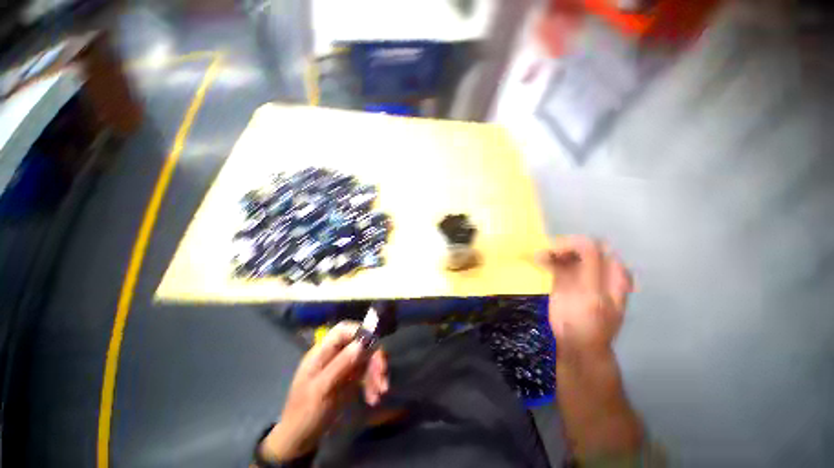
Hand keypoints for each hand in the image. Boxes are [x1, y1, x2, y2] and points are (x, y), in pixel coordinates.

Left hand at [260, 322, 387, 462]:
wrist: (300, 440)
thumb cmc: (305, 413)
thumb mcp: (321, 390)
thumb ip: (341, 365)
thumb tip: (363, 343)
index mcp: (322, 352)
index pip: (343, 330)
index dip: (360, 331)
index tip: (375, 342)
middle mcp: (334, 354)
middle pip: (359, 343)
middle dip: (374, 356)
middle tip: (383, 373)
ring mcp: (343, 365)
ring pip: (366, 358)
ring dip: (376, 372)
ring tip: (381, 391)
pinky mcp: (350, 378)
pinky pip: (367, 373)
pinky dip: (373, 383)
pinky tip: (374, 398)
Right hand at [536, 236, 633, 359]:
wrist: (577, 344)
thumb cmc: (589, 323)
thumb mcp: (594, 295)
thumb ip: (592, 267)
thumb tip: (583, 239)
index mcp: (611, 272)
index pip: (596, 246)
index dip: (578, 244)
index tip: (559, 250)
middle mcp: (596, 268)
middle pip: (580, 247)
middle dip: (562, 247)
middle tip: (547, 253)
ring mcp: (579, 272)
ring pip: (566, 253)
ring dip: (552, 252)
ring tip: (539, 257)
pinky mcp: (563, 278)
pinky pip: (555, 262)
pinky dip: (546, 259)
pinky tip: (538, 260)